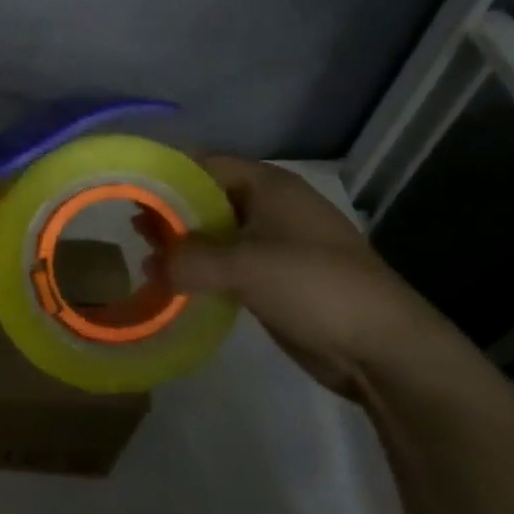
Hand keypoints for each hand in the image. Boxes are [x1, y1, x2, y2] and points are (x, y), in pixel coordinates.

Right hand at [149, 155, 465, 399]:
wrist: (385, 349)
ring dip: (183, 244)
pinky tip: (174, 283)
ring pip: (215, 233)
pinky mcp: (276, 278)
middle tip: (131, 228)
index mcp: (268, 186)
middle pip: (206, 197)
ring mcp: (275, 243)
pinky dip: (201, 269)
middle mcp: (270, 206)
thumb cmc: (315, 287)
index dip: (166, 174)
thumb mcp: (244, 266)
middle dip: (169, 212)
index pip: (204, 164)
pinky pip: (227, 263)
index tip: (128, 188)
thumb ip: (188, 260)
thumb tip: (151, 265)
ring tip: (145, 256)